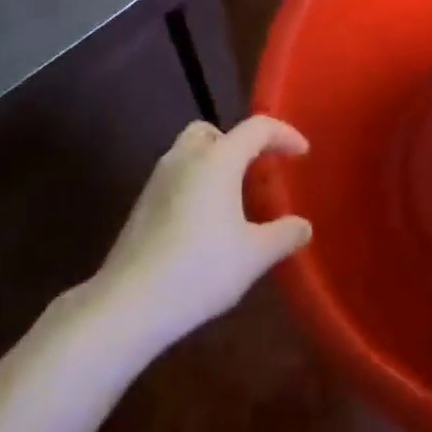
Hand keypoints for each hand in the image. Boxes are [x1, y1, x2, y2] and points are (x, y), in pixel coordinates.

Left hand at [94, 115, 312, 349]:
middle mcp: (186, 157)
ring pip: (191, 151)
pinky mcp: (143, 202)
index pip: (257, 128)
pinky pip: (178, 175)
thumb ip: (283, 235)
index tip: (303, 152)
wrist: (128, 303)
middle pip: (215, 131)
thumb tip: (303, 226)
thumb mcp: (253, 256)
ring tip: (235, 196)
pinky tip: (207, 220)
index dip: (284, 134)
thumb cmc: (199, 270)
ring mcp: (159, 178)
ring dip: (216, 161)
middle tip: (260, 168)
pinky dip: (198, 181)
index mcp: (217, 159)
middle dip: (241, 143)